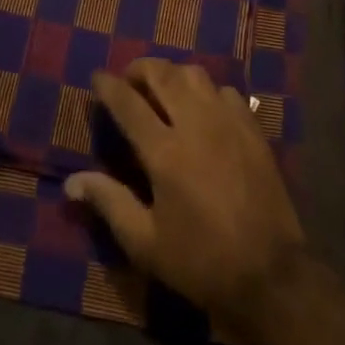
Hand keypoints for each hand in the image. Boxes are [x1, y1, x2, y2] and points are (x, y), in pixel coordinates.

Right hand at [65, 59, 305, 330]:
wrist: (272, 275)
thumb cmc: (201, 262)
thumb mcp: (146, 243)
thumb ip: (109, 203)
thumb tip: (72, 180)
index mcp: (165, 152)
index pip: (128, 103)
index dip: (108, 86)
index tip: (97, 77)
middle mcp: (196, 124)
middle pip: (163, 73)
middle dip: (140, 69)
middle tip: (129, 80)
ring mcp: (228, 122)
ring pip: (196, 75)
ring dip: (174, 75)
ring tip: (164, 91)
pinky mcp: (253, 130)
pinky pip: (226, 92)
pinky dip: (208, 92)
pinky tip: (204, 111)